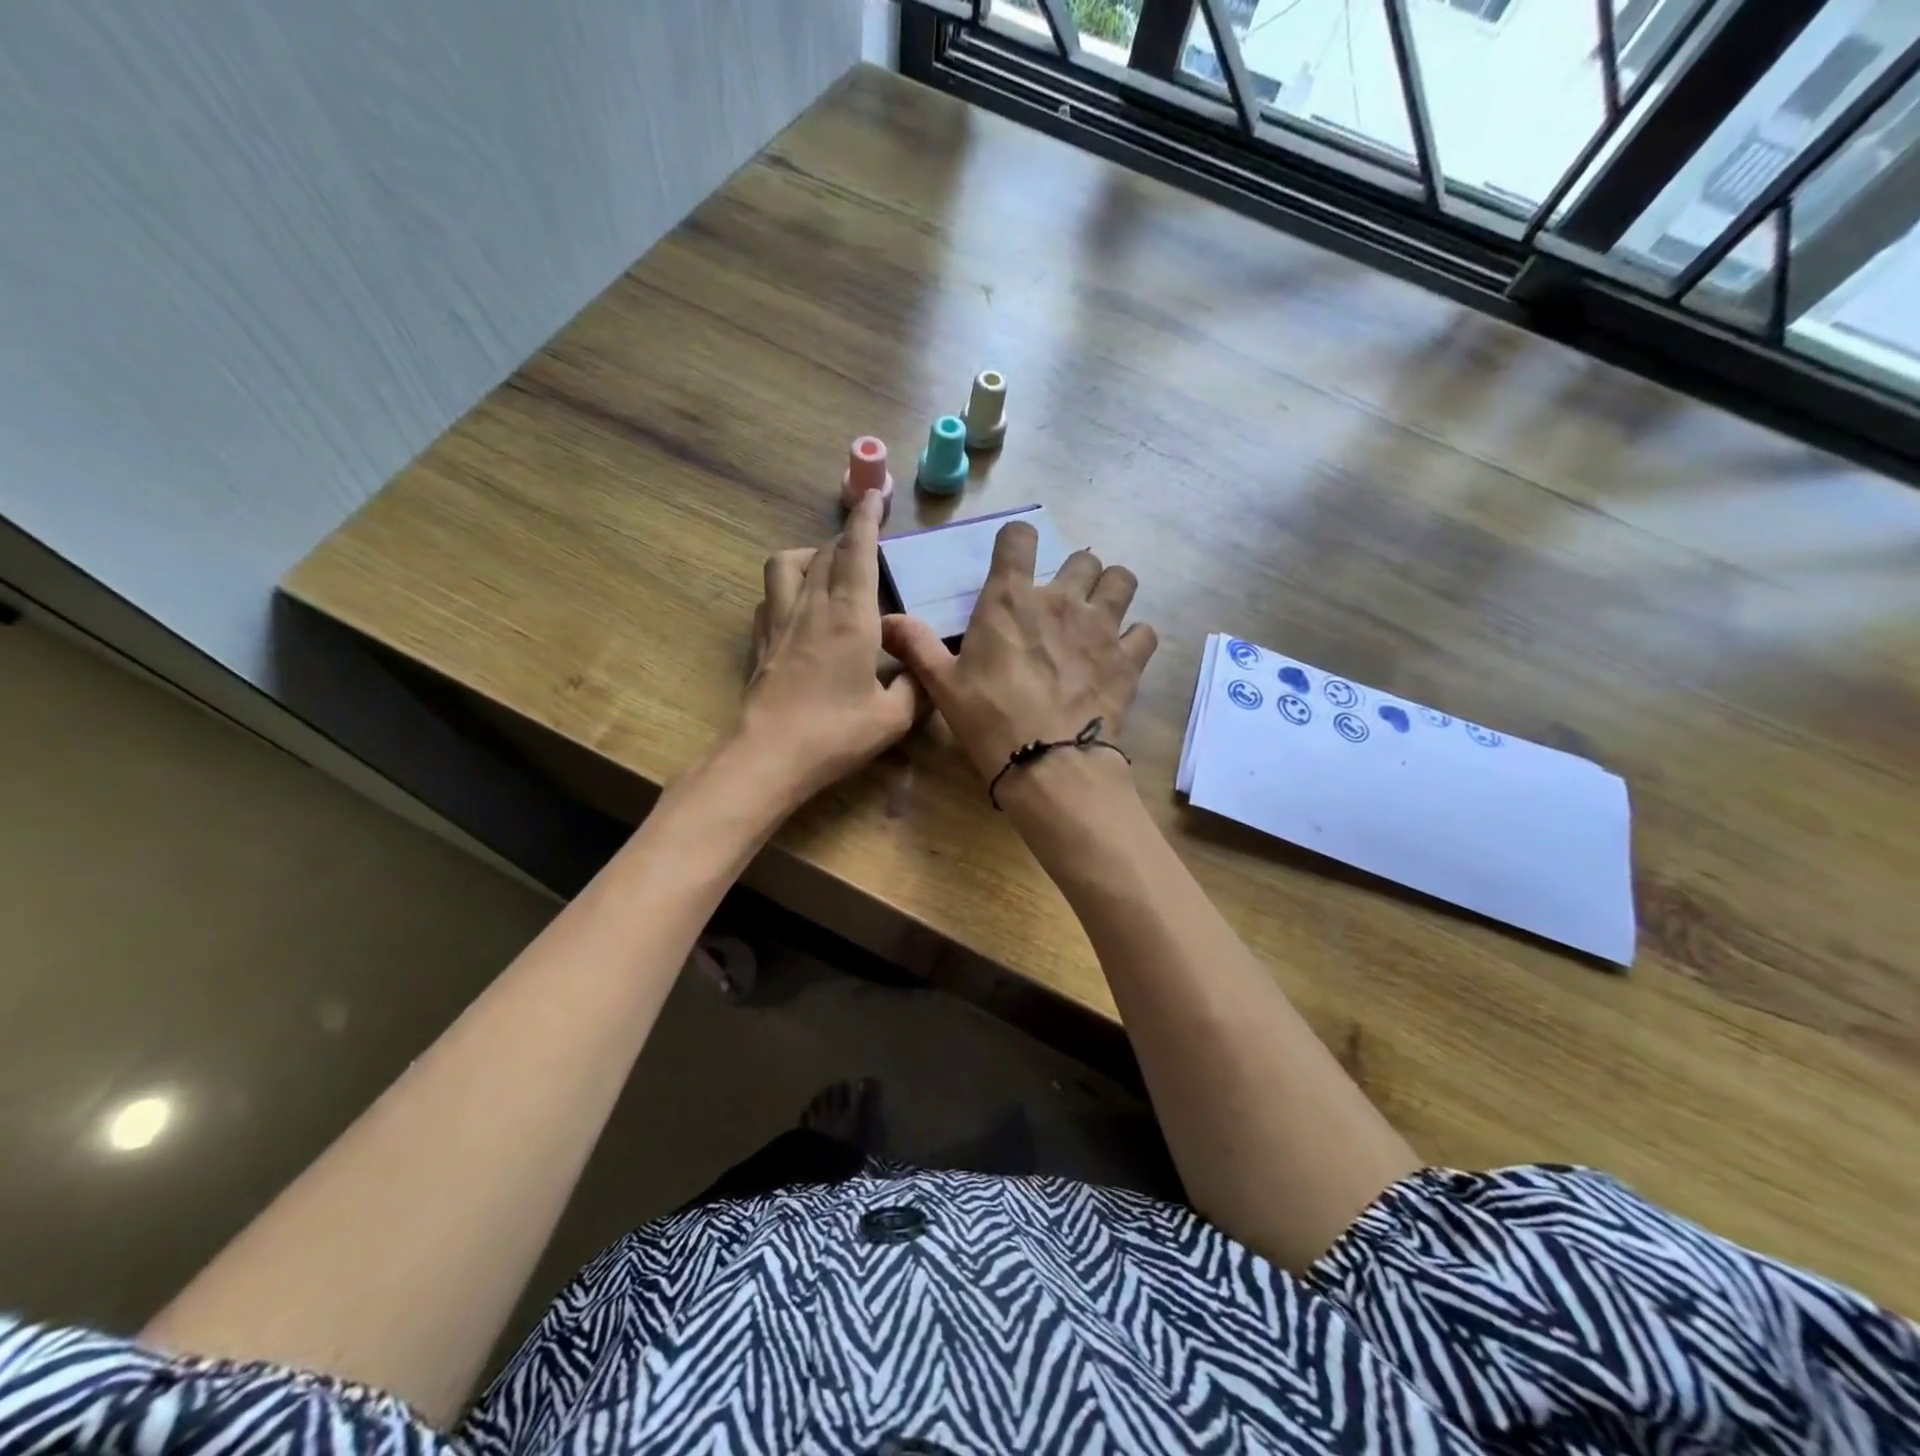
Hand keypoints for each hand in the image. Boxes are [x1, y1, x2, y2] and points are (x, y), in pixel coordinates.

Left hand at [738, 492, 920, 803]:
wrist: (770, 755)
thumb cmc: (837, 734)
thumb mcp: (894, 717)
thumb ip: (915, 687)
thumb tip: (924, 671)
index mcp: (851, 618)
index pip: (858, 553)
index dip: (866, 520)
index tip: (873, 496)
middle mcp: (813, 608)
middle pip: (826, 552)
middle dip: (847, 536)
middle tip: (865, 538)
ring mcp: (779, 622)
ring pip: (786, 564)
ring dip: (809, 554)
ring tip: (827, 567)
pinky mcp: (759, 642)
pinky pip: (769, 596)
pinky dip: (786, 588)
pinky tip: (798, 606)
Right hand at [882, 521, 1157, 784]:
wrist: (1049, 764)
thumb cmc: (989, 719)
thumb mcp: (942, 684)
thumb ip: (917, 645)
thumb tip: (886, 621)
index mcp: (1010, 599)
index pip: (1019, 537)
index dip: (1017, 541)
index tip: (1014, 558)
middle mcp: (1061, 600)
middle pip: (1084, 557)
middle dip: (1074, 573)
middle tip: (1061, 603)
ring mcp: (1102, 627)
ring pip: (1122, 580)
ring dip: (1111, 592)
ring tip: (1098, 616)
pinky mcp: (1129, 659)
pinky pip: (1145, 632)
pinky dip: (1134, 639)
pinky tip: (1120, 656)